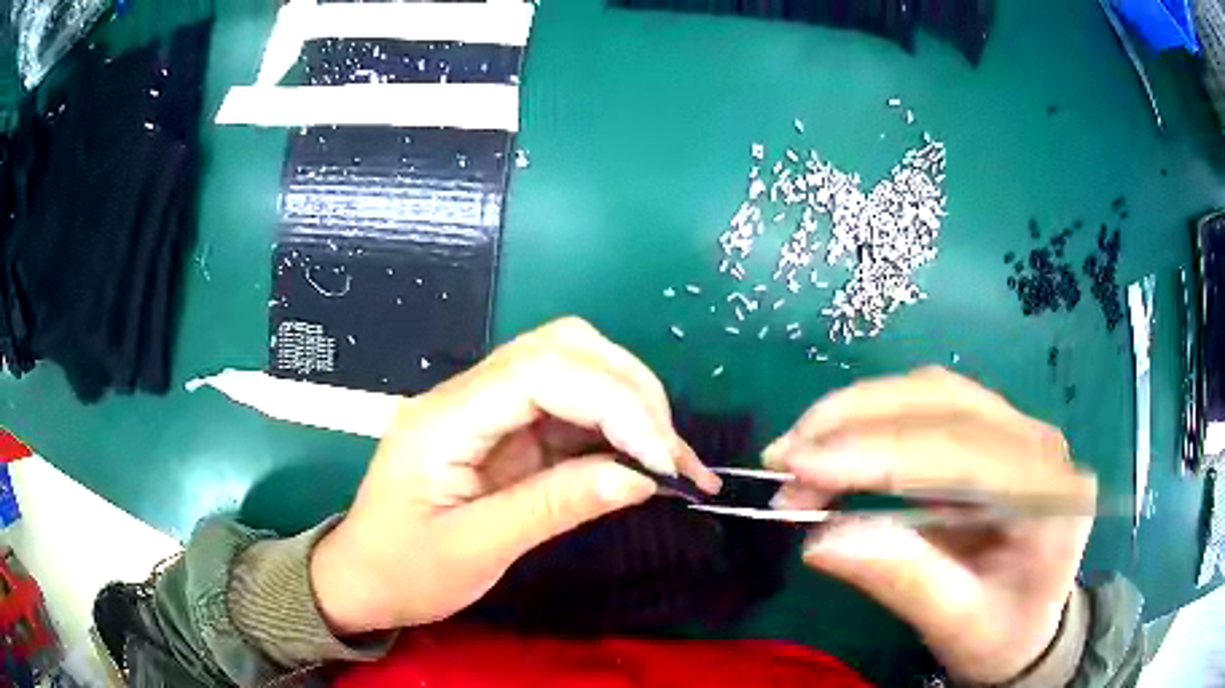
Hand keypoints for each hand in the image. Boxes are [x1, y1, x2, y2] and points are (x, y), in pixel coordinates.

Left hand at [310, 318, 719, 634]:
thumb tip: (641, 478)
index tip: (661, 459)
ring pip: (571, 367)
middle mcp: (467, 395)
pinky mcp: (503, 431)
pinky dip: (613, 427)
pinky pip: (567, 409)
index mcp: (445, 418)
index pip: (541, 372)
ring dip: (629, 402)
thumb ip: (555, 506)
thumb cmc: (404, 571)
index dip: (613, 403)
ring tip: (669, 455)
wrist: (362, 579)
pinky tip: (641, 457)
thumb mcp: (476, 550)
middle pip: (561, 348)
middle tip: (672, 453)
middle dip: (630, 391)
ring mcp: (485, 409)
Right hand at [764, 367, 1095, 684]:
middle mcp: (1039, 444)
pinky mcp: (993, 431)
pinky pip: (930, 404)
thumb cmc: (1001, 635)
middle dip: (856, 423)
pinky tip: (839, 442)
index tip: (798, 467)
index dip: (877, 453)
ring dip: (859, 411)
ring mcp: (1018, 430)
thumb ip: (901, 580)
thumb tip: (818, 540)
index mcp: (1049, 496)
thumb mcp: (956, 626)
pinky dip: (874, 417)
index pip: (961, 453)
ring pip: (933, 391)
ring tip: (800, 448)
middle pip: (945, 403)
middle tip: (783, 459)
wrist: (1029, 625)